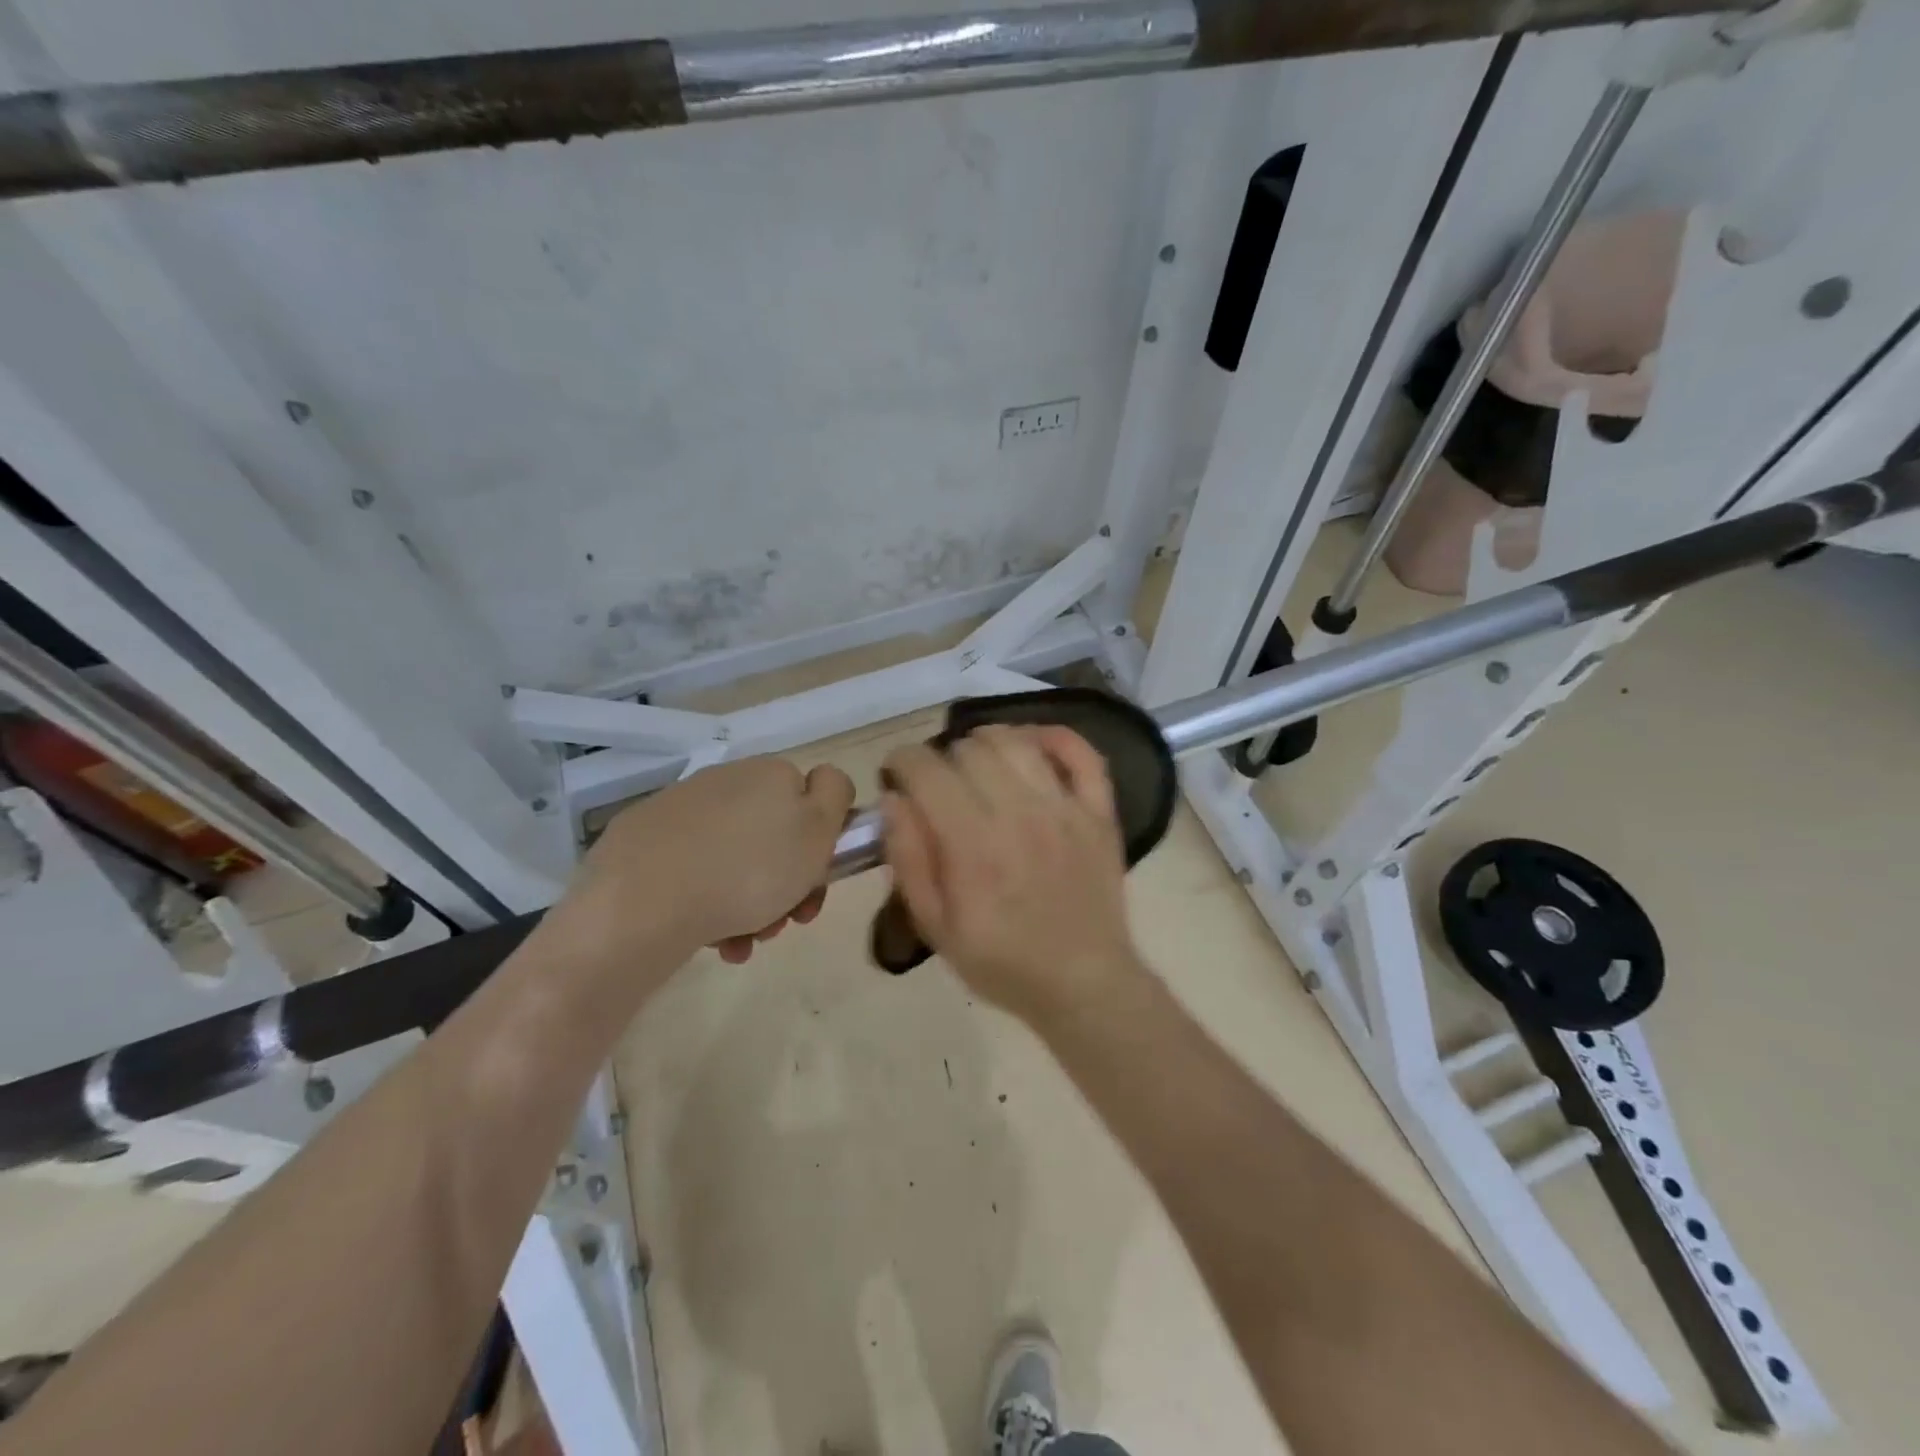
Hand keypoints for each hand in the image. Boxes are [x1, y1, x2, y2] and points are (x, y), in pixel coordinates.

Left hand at [549, 756, 854, 967]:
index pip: (812, 801)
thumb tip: (825, 781)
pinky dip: (708, 902)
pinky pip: (693, 870)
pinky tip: (710, 939)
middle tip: (783, 924)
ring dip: (750, 903)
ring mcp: (680, 808)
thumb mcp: (817, 830)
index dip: (822, 847)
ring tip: (741, 943)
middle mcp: (726, 779)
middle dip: (785, 884)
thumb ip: (835, 794)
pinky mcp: (642, 840)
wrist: (643, 904)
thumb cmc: (749, 871)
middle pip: (772, 835)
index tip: (815, 887)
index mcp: (770, 773)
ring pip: (734, 859)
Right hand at [880, 725, 1141, 1026]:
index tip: (897, 775)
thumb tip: (893, 799)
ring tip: (977, 764)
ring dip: (987, 742)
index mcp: (972, 845)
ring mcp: (1065, 809)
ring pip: (1017, 742)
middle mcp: (1019, 814)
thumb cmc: (1002, 961)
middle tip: (939, 785)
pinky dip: (1054, 737)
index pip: (927, 770)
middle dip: (941, 758)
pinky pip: (1082, 753)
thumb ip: (908, 859)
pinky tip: (1031, 745)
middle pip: (969, 749)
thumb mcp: (935, 926)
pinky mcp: (1099, 813)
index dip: (902, 762)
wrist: (1083, 983)